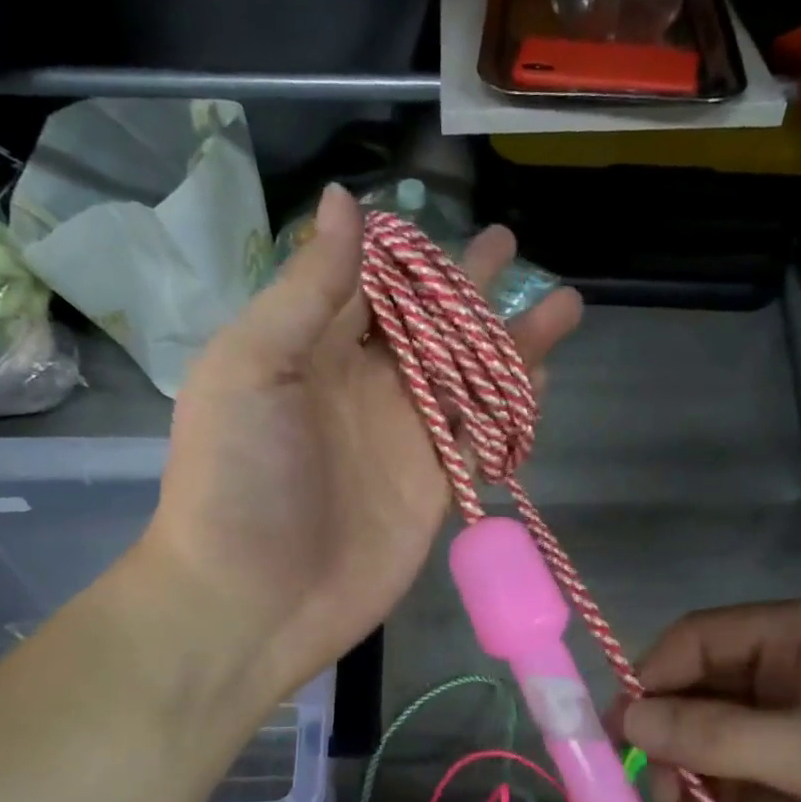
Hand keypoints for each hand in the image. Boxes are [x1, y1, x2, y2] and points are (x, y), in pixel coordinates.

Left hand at [143, 186, 581, 700]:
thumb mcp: (252, 368)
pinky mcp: (434, 487)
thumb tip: (347, 201)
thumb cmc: (237, 479)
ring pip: (468, 376)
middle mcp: (364, 387)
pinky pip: (481, 436)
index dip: (407, 254)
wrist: (254, 601)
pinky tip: (542, 376)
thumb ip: (307, 291)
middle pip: (429, 325)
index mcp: (312, 350)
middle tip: (509, 243)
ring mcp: (404, 439)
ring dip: (512, 341)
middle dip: (468, 286)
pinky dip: (511, 407)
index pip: (370, 286)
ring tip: (563, 303)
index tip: (443, 217)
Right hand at [619, 599, 800, 801]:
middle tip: (655, 800)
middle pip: (705, 700)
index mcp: (798, 636)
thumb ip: (715, 733)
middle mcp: (795, 675)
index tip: (618, 733)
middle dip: (676, 750)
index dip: (652, 679)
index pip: (698, 640)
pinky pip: (754, 796)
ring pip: (725, 755)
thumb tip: (628, 716)